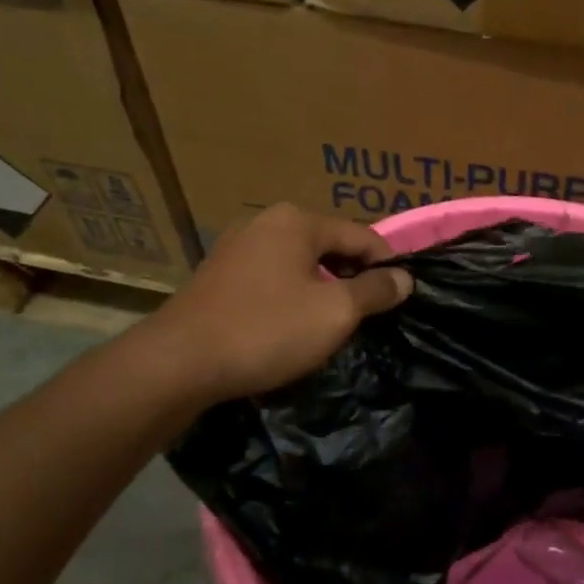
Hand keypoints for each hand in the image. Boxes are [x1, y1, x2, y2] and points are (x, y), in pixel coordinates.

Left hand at [144, 204, 411, 400]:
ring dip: (323, 286)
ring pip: (298, 262)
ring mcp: (236, 247)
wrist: (178, 363)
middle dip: (353, 275)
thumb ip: (374, 291)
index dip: (388, 264)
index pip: (361, 235)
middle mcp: (264, 222)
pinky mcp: (218, 275)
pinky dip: (292, 294)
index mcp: (296, 220)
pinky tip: (295, 322)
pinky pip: (271, 277)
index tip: (404, 293)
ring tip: (338, 319)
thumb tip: (405, 278)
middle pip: (328, 245)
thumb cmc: (266, 330)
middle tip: (372, 310)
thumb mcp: (334, 313)